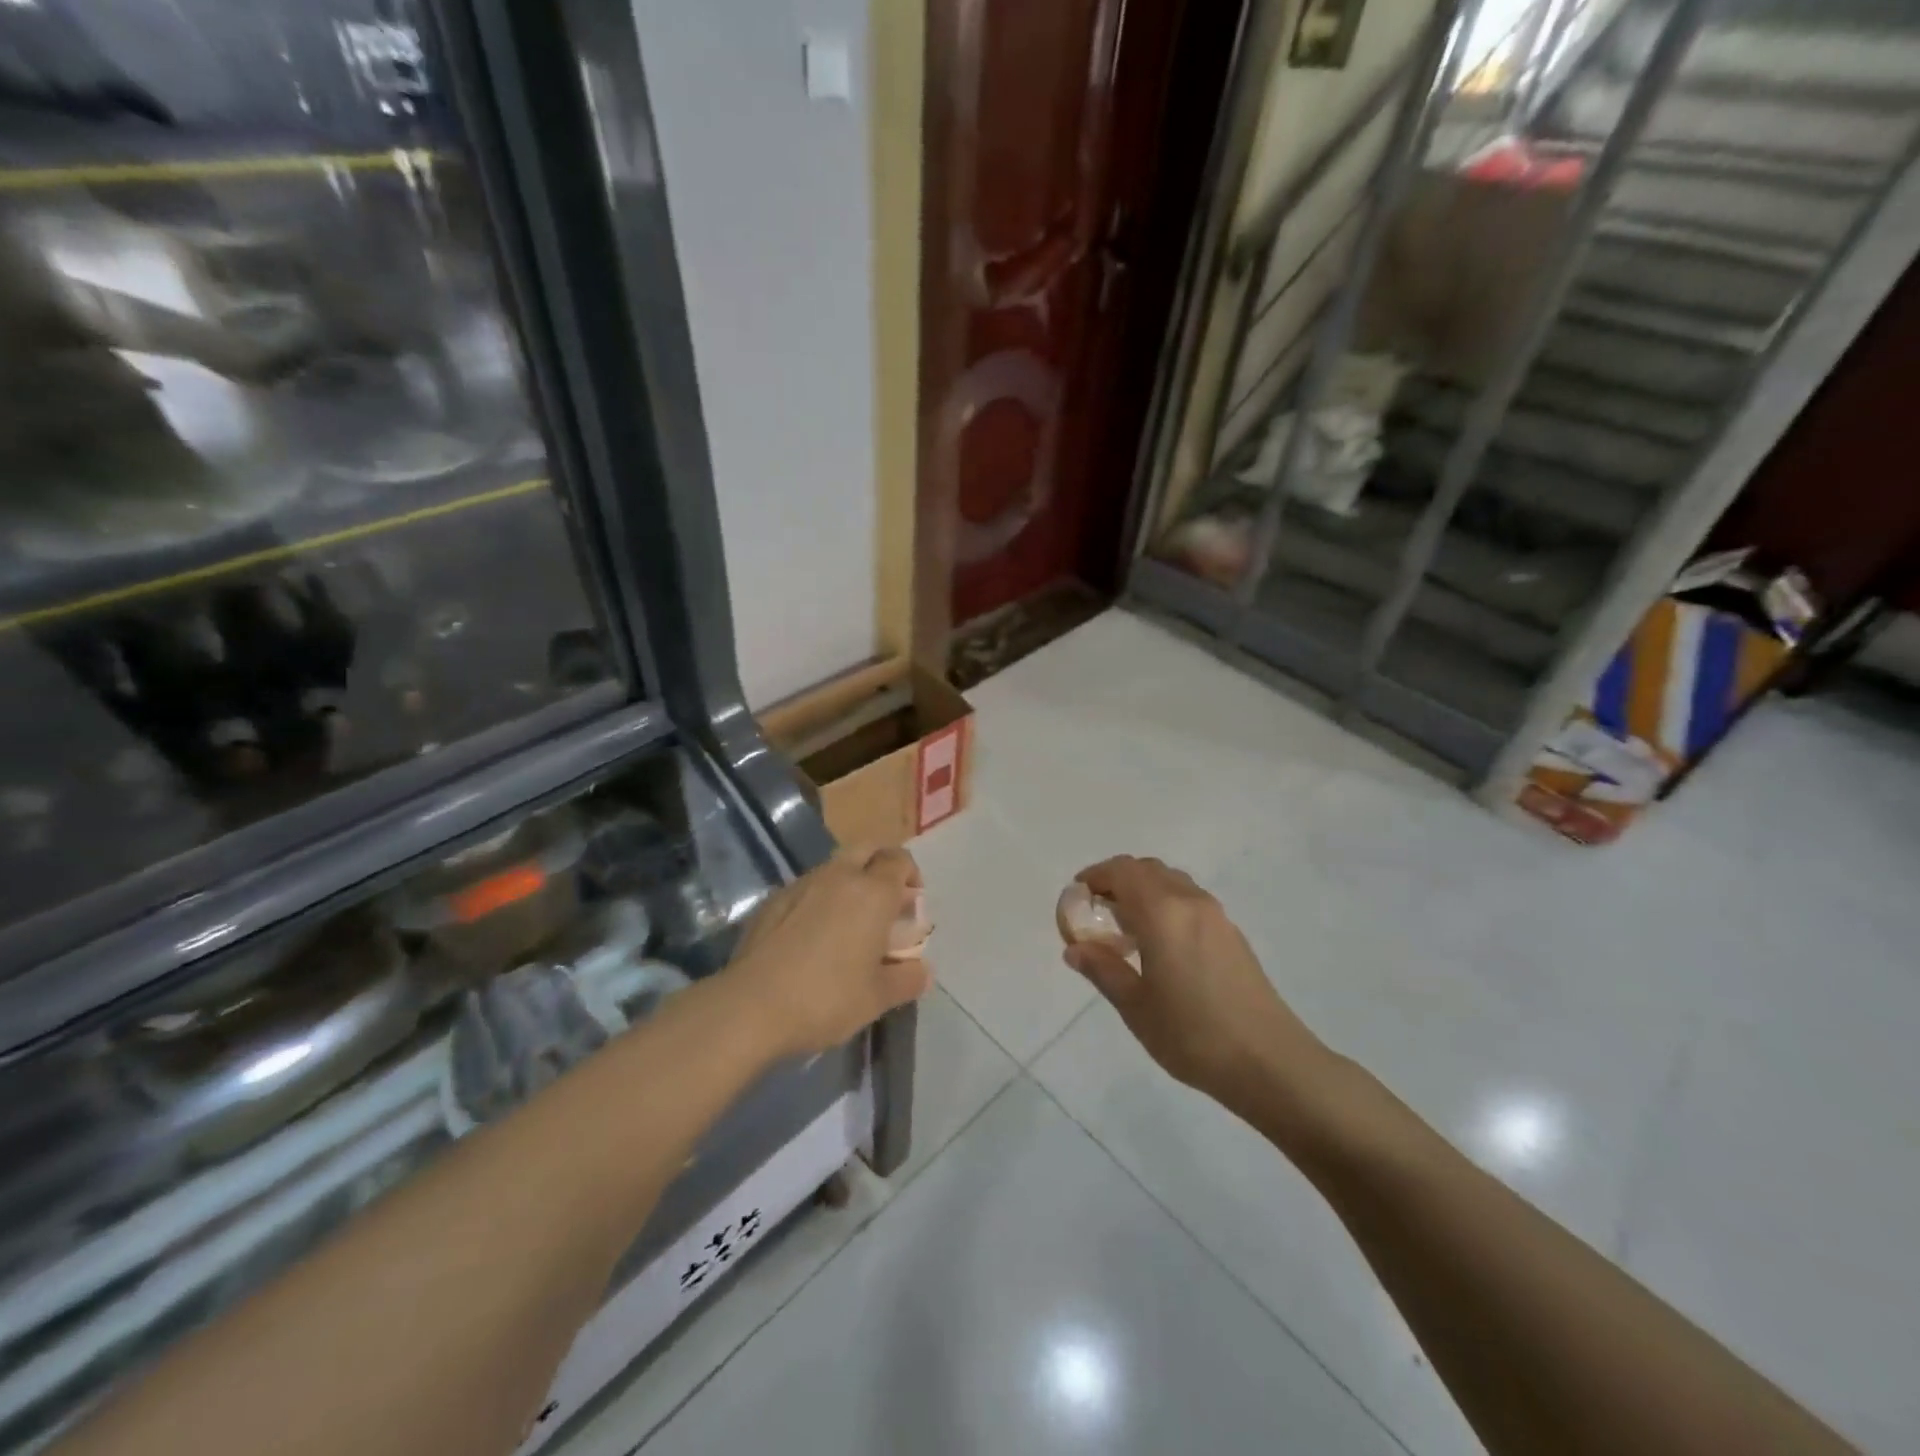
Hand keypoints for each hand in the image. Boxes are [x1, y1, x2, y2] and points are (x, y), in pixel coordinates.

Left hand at [723, 846, 932, 1059]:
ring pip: (835, 867)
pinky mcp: (773, 900)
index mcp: (872, 892)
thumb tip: (923, 970)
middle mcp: (839, 876)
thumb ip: (907, 979)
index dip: (910, 877)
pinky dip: (819, 899)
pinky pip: (807, 887)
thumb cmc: (826, 998)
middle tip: (884, 903)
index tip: (911, 907)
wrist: (751, 1006)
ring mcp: (801, 884)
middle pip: (867, 849)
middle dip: (881, 866)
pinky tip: (812, 935)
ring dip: (849, 882)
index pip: (900, 860)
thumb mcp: (877, 998)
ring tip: (849, 922)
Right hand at [1065, 856, 1330, 1117]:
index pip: (1123, 871)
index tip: (1078, 895)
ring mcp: (1217, 916)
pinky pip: (1190, 900)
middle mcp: (1190, 902)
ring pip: (1171, 883)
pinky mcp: (1232, 934)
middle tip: (1097, 912)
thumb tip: (1075, 949)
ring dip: (1144, 891)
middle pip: (1148, 870)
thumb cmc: (1193, 1035)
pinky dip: (1166, 905)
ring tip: (1126, 929)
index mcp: (1163, 913)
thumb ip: (1103, 970)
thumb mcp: (1135, 1006)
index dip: (1096, 875)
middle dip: (1118, 881)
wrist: (1269, 1062)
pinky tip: (1160, 945)